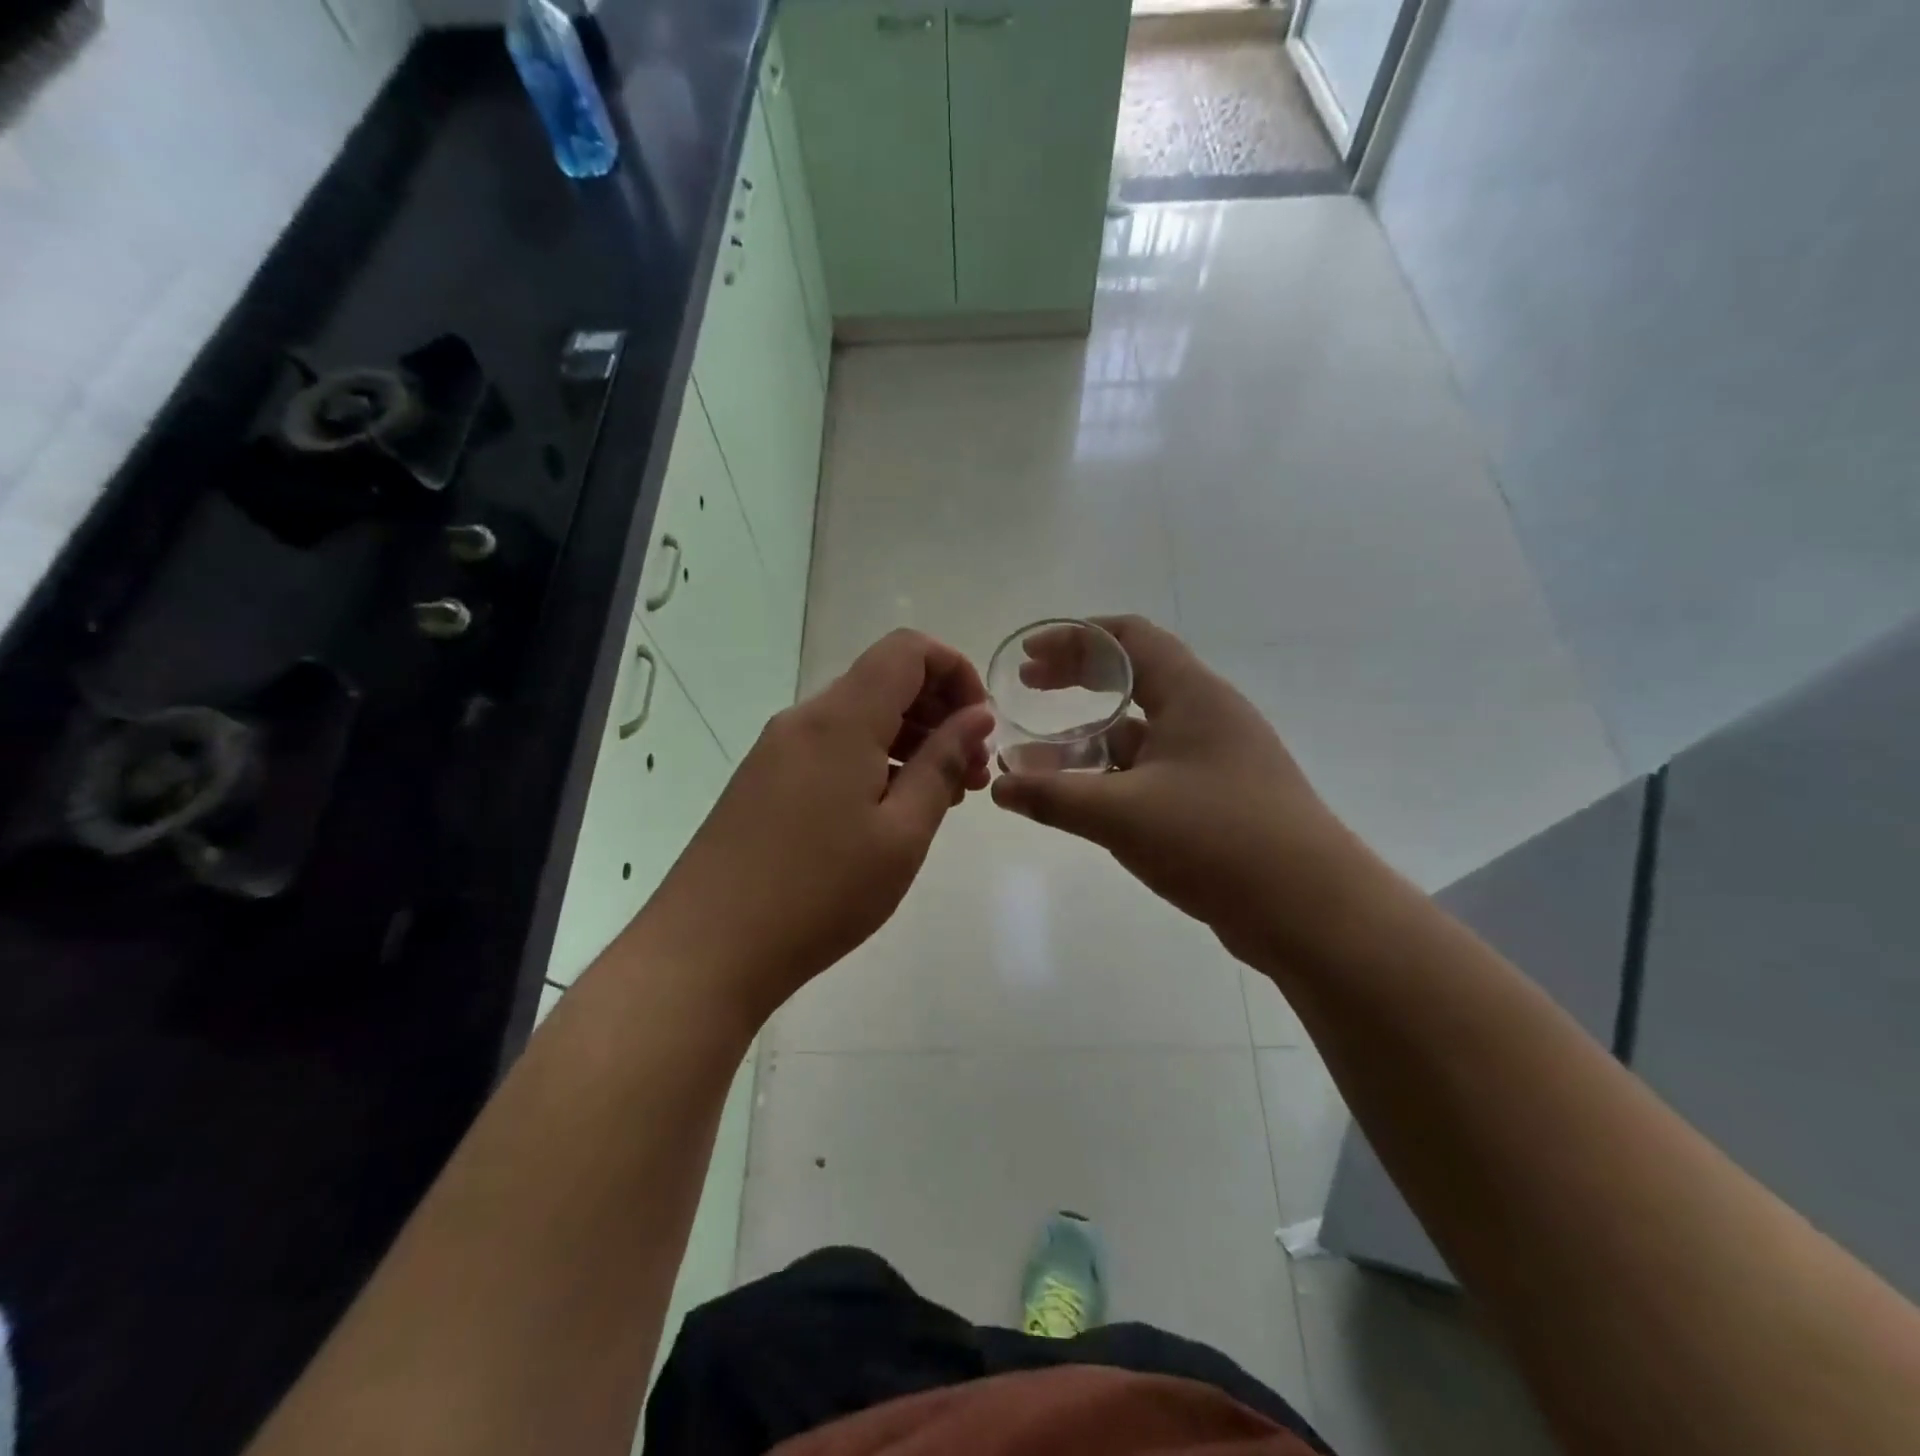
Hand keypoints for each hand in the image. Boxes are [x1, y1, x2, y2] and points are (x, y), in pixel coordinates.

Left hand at [635, 629, 992, 1023]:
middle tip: (972, 773)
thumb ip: (942, 764)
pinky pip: (832, 747)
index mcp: (841, 719)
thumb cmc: (819, 892)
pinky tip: (891, 812)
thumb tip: (976, 716)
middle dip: (939, 712)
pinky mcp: (764, 779)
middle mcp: (805, 718)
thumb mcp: (902, 833)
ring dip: (909, 740)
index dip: (955, 670)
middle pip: (884, 680)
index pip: (908, 650)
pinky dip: (873, 760)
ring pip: (859, 717)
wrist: (706, 949)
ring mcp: (778, 749)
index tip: (980, 725)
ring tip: (941, 798)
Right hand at [990, 616, 1378, 963]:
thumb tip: (998, 786)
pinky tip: (1078, 799)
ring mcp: (1213, 759)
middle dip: (1075, 679)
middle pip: (1132, 677)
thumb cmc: (1218, 840)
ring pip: (1139, 731)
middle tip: (1027, 687)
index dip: (1074, 637)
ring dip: (1087, 736)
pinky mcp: (1215, 799)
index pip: (1129, 638)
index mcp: (1192, 695)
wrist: (1311, 911)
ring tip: (1034, 754)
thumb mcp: (1123, 814)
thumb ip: (1054, 797)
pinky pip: (1151, 771)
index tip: (1029, 655)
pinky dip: (1110, 775)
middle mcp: (1206, 716)